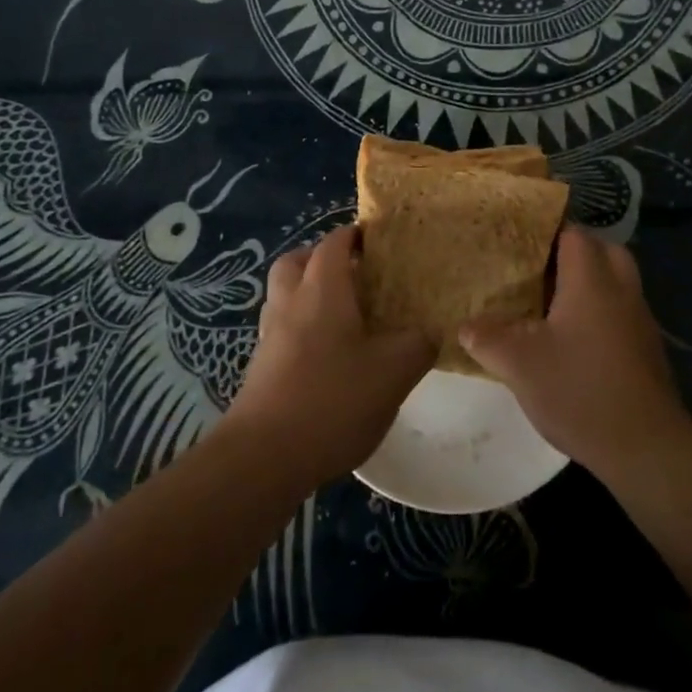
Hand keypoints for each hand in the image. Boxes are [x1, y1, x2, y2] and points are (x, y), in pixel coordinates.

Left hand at [223, 225, 435, 489]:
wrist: (264, 457)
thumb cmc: (333, 399)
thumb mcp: (394, 371)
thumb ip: (419, 344)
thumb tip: (431, 331)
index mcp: (322, 289)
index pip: (334, 243)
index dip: (355, 235)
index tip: (379, 240)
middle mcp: (290, 302)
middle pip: (297, 261)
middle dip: (322, 258)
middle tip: (355, 274)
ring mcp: (270, 336)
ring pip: (285, 295)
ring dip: (308, 293)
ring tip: (345, 316)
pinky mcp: (261, 367)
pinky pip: (282, 329)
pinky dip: (302, 328)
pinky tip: (328, 357)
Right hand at [459, 226, 691, 478]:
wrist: (646, 447)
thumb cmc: (579, 390)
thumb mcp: (519, 365)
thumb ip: (488, 339)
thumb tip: (465, 326)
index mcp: (591, 281)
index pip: (574, 234)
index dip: (548, 230)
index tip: (520, 239)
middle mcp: (621, 290)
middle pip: (604, 250)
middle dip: (574, 253)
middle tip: (540, 268)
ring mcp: (640, 320)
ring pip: (617, 281)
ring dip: (590, 283)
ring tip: (551, 302)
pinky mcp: (647, 349)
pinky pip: (622, 311)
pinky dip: (601, 311)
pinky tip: (574, 339)